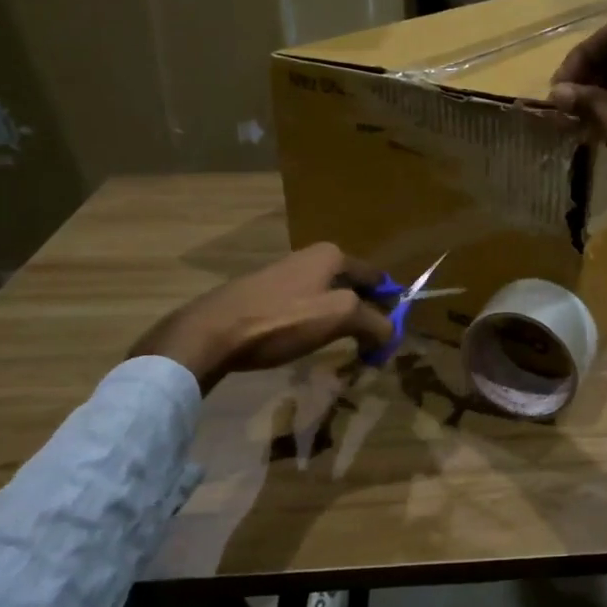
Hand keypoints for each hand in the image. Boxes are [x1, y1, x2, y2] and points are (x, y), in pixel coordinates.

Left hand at [130, 243, 392, 390]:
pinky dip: (316, 325)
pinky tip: (310, 344)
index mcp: (332, 255)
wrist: (214, 331)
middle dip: (366, 316)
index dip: (390, 305)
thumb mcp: (339, 317)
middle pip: (353, 287)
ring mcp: (286, 275)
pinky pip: (305, 308)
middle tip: (371, 347)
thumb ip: (373, 322)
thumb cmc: (282, 319)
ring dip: (341, 323)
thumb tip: (391, 333)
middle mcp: (311, 257)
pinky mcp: (265, 295)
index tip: (392, 335)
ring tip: (345, 350)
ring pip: (328, 299)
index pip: (376, 277)